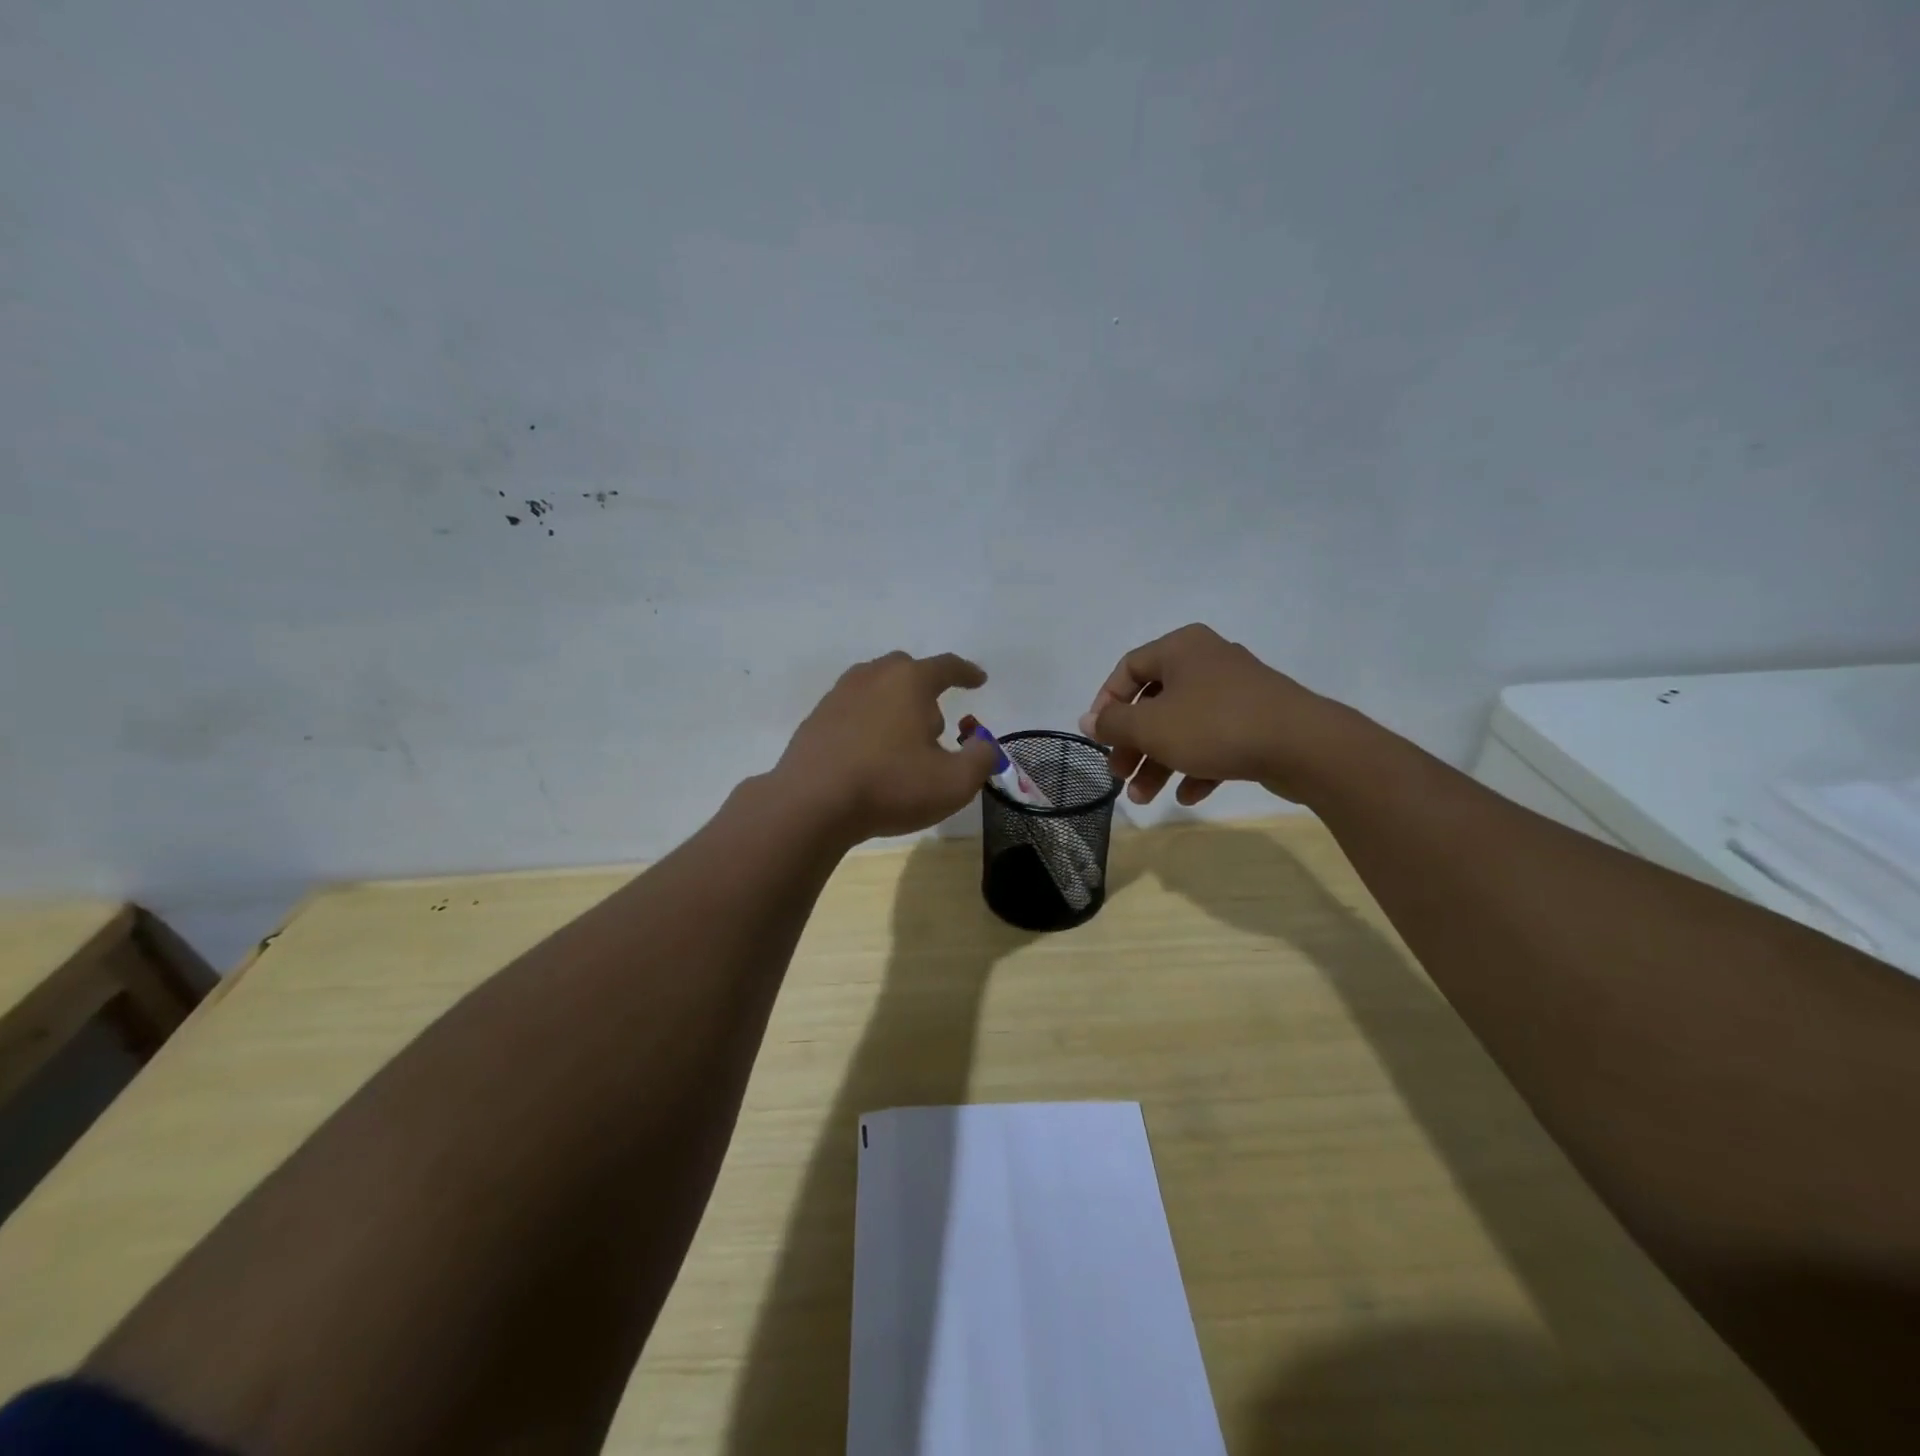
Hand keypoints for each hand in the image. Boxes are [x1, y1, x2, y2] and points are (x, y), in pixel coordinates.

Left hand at [776, 651, 1000, 842]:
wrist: (811, 804)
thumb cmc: (890, 786)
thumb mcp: (954, 782)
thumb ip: (981, 758)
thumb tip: (982, 743)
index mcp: (909, 681)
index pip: (947, 666)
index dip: (967, 673)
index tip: (979, 680)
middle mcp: (872, 677)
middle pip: (906, 670)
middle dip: (927, 690)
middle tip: (936, 725)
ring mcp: (838, 695)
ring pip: (876, 688)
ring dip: (895, 705)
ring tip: (903, 740)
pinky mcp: (816, 719)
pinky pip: (853, 710)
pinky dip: (868, 722)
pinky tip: (870, 752)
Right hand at [1078, 624, 1347, 805]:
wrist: (1304, 745)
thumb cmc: (1215, 726)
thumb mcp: (1151, 727)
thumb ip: (1113, 724)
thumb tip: (1087, 720)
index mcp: (1181, 648)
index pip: (1128, 668)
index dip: (1106, 703)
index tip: (1099, 738)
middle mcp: (1208, 661)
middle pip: (1155, 703)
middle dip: (1134, 744)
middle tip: (1120, 776)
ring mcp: (1236, 691)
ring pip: (1184, 726)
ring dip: (1160, 762)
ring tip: (1145, 798)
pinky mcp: (1258, 721)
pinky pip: (1216, 741)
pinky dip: (1197, 765)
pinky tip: (1189, 795)